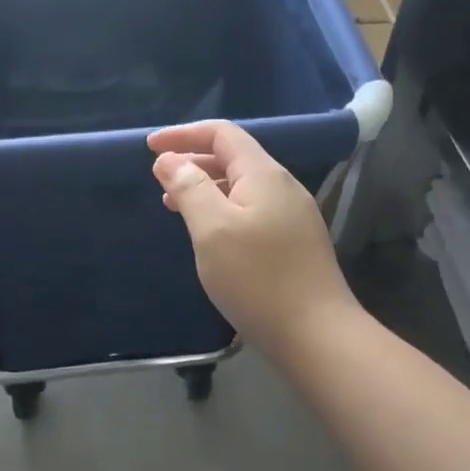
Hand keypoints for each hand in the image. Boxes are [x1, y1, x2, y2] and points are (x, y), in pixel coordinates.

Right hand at [148, 121, 356, 353]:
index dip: (184, 134)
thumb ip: (189, 188)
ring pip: (242, 186)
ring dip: (206, 187)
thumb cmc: (258, 279)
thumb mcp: (213, 230)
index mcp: (264, 175)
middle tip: (159, 176)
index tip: (151, 146)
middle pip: (234, 157)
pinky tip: (209, 233)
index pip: (222, 134)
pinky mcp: (295, 241)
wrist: (318, 336)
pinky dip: (223, 208)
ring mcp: (293, 215)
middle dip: (193, 160)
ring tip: (174, 204)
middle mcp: (283, 186)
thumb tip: (169, 160)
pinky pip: (252, 209)